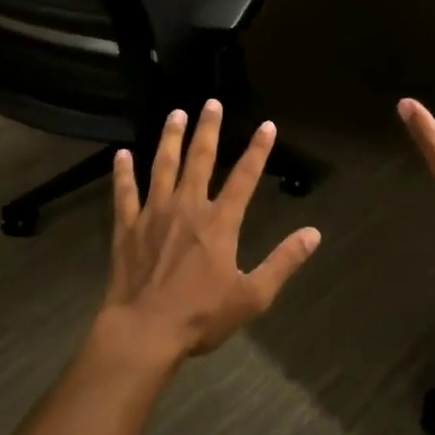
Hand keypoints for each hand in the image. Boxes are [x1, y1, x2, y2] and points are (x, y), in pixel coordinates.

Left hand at [98, 100, 320, 368]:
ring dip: (170, 139)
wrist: (144, 331)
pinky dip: (123, 173)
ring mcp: (154, 214)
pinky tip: (121, 155)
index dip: (258, 150)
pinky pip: (125, 193)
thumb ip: (283, 262)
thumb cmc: (201, 315)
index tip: (267, 126)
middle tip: (211, 103)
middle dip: (207, 130)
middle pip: (199, 160)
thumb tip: (314, 234)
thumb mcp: (253, 295)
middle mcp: (187, 208)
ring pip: (162, 167)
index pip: (245, 178)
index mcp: (219, 222)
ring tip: (174, 114)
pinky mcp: (127, 227)